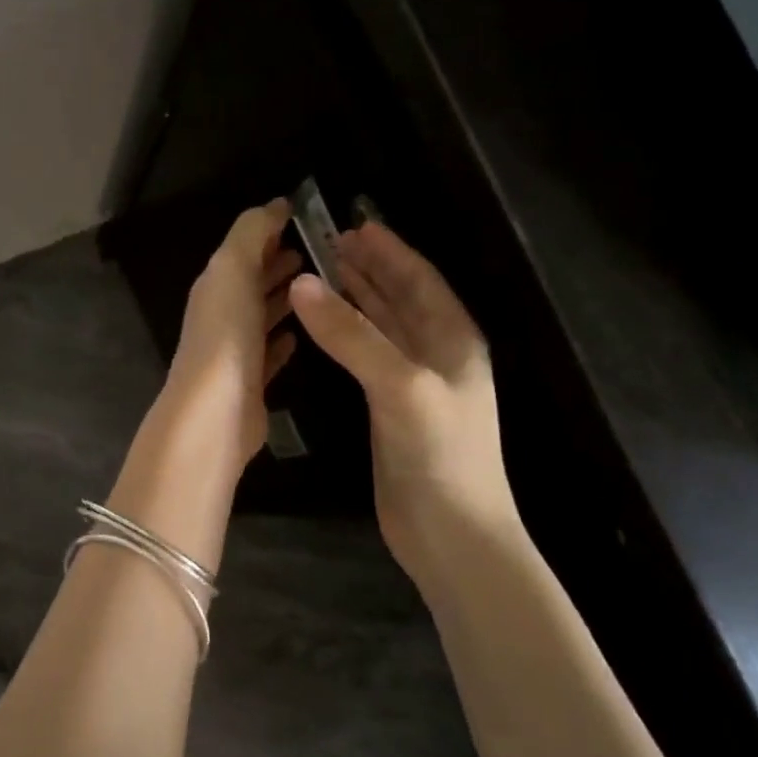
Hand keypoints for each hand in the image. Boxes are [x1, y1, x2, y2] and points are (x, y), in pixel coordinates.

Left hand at [165, 199, 301, 463]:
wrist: (215, 411)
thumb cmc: (225, 334)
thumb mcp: (233, 269)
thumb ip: (251, 233)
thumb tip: (275, 204)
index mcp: (215, 286)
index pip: (242, 251)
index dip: (268, 233)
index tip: (303, 219)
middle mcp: (221, 316)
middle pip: (251, 283)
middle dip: (277, 265)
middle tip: (314, 252)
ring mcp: (235, 352)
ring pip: (260, 317)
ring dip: (281, 299)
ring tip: (316, 287)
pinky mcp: (251, 384)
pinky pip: (268, 355)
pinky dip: (281, 341)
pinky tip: (298, 336)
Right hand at [288, 220, 518, 574]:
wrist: (450, 533)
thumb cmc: (439, 453)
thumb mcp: (399, 385)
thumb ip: (351, 335)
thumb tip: (304, 282)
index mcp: (453, 338)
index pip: (418, 278)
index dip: (388, 250)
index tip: (352, 223)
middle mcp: (436, 354)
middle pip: (400, 298)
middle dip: (368, 269)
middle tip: (327, 243)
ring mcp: (414, 384)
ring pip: (382, 327)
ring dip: (355, 300)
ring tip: (322, 274)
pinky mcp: (391, 411)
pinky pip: (367, 358)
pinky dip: (346, 337)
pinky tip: (324, 331)